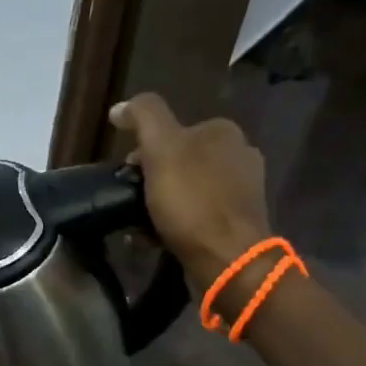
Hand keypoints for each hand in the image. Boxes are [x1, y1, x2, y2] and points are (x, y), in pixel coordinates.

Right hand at [110, 95, 269, 288]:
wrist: (228, 258)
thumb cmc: (192, 200)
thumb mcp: (161, 148)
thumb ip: (143, 117)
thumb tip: (121, 107)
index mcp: (223, 131)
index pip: (173, 131)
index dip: (143, 150)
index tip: (128, 173)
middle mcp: (240, 154)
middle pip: (180, 160)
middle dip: (153, 177)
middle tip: (132, 200)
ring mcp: (243, 190)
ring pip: (188, 188)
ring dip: (162, 202)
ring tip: (141, 223)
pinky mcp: (239, 221)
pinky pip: (198, 214)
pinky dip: (178, 222)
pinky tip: (160, 237)